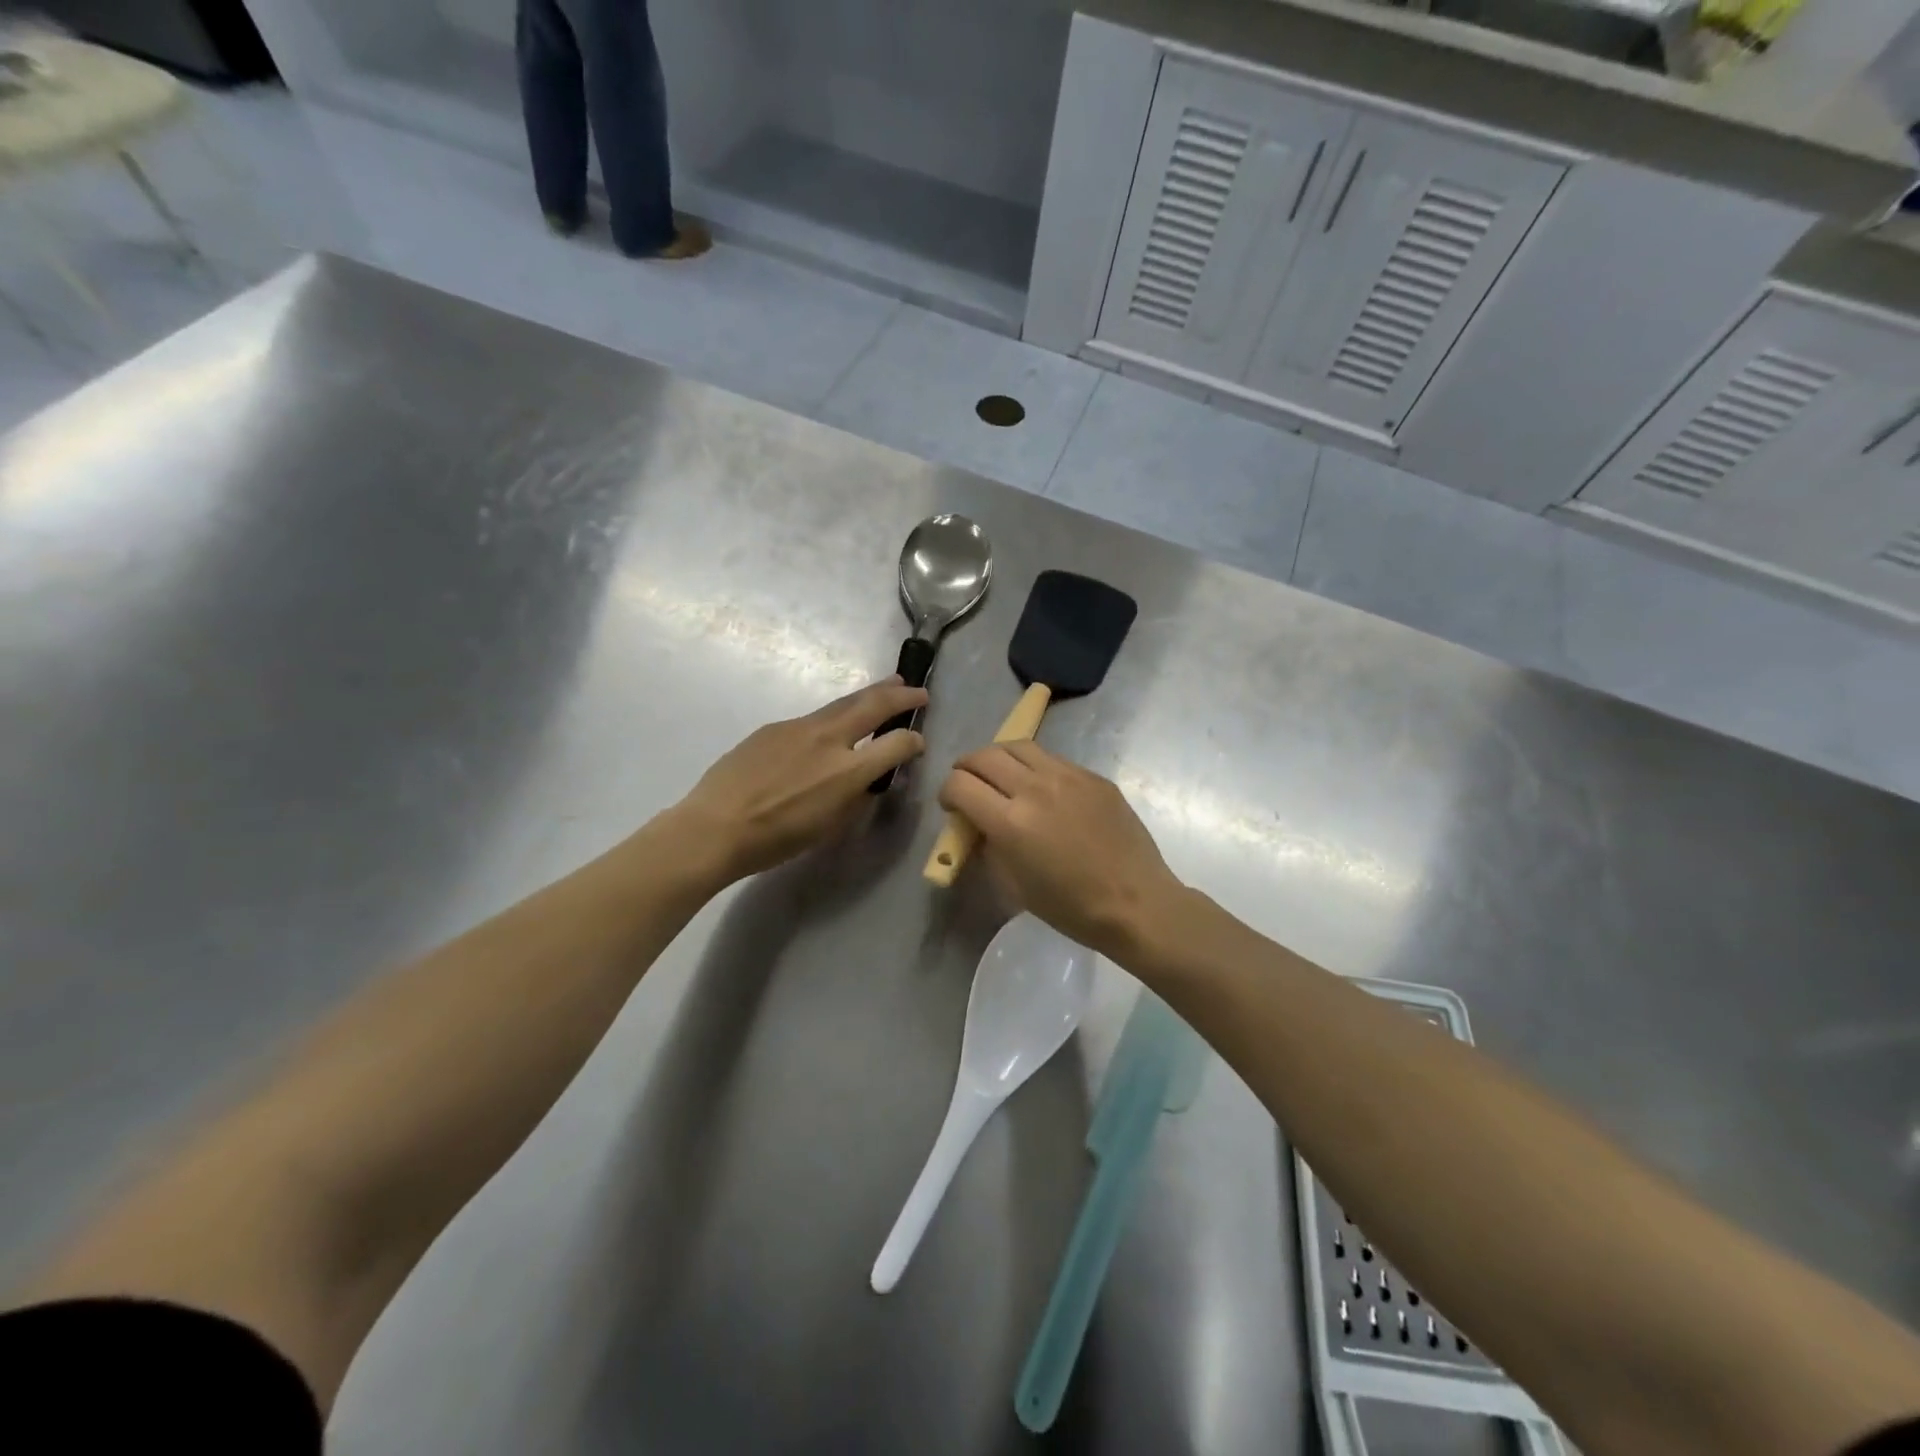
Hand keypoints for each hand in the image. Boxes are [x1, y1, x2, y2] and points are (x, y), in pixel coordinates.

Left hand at [670, 678, 927, 883]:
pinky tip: (833, 724)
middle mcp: (829, 740)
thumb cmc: (776, 840)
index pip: (897, 743)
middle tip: (918, 691)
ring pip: (844, 702)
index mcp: (848, 771)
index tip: (918, 741)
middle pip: (874, 705)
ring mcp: (800, 727)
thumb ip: (856, 797)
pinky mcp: (775, 727)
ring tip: (889, 684)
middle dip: (901, 695)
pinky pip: (814, 717)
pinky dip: (835, 714)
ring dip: (871, 693)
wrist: (715, 827)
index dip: (914, 740)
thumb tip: (867, 779)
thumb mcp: (830, 826)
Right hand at [939, 740, 1183, 953]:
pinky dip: (1035, 767)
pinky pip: (1053, 759)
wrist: (1136, 902)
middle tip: (968, 783)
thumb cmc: (1071, 907)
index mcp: (1010, 821)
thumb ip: (989, 846)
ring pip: (1019, 746)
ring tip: (1001, 775)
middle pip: (984, 756)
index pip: (960, 784)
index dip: (947, 793)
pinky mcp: (1093, 777)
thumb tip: (979, 825)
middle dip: (966, 768)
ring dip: (999, 758)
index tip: (951, 807)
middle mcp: (1035, 788)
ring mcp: (1068, 777)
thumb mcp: (1014, 885)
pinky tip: (1042, 789)